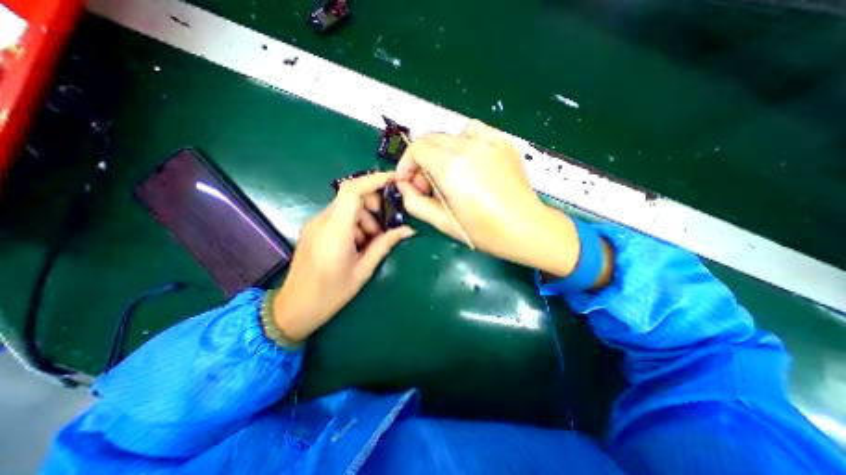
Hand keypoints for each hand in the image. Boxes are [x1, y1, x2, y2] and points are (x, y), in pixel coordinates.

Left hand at [274, 171, 414, 341]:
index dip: (373, 180)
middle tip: (384, 228)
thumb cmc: (330, 294)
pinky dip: (354, 224)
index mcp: (335, 231)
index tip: (393, 181)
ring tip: (371, 243)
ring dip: (365, 218)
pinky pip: (339, 217)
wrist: (294, 309)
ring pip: (347, 207)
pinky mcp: (314, 229)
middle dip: (373, 206)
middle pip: (351, 197)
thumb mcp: (363, 270)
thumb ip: (384, 245)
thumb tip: (407, 230)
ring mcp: (315, 224)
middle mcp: (322, 221)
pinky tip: (358, 244)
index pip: (352, 191)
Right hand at [396, 118, 582, 277]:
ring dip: (440, 153)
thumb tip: (406, 186)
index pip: (417, 149)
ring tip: (449, 175)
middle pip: (431, 139)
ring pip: (450, 135)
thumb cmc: (485, 232)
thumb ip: (416, 203)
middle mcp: (468, 148)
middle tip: (427, 185)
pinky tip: (469, 161)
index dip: (406, 165)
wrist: (527, 229)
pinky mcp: (503, 143)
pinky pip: (474, 132)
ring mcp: (488, 143)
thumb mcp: (443, 223)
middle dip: (421, 161)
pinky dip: (463, 142)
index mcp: (452, 168)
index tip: (408, 183)